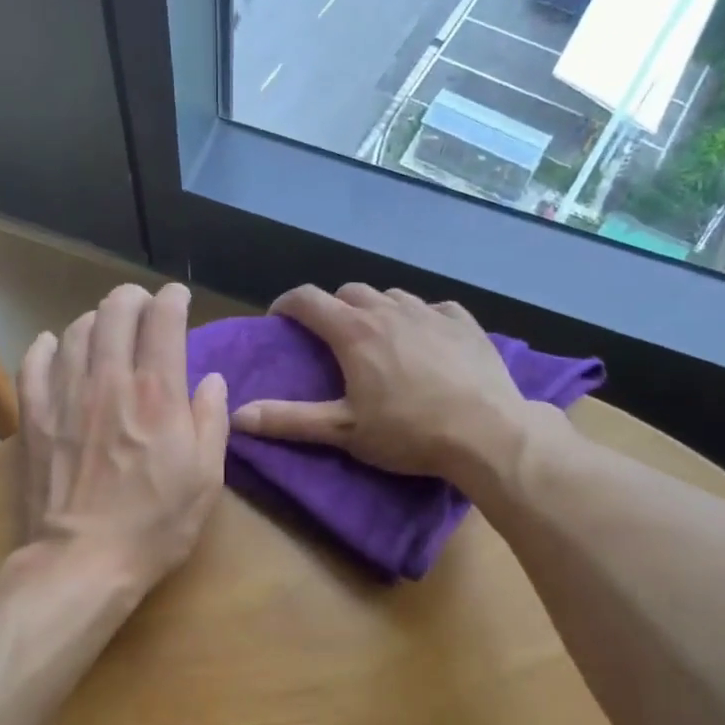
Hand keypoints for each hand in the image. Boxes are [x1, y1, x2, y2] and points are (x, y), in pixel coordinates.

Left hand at [17, 282, 228, 595]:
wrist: (83, 560)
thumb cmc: (155, 525)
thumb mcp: (206, 479)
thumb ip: (211, 421)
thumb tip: (211, 380)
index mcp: (157, 392)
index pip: (163, 319)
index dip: (173, 299)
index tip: (178, 299)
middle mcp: (109, 380)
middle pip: (115, 311)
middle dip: (133, 298)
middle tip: (142, 305)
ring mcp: (65, 395)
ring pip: (76, 330)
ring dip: (95, 320)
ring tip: (105, 329)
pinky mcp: (33, 415)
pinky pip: (33, 361)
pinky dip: (46, 346)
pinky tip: (54, 347)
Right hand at [230, 284, 541, 481]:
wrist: (487, 432)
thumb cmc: (409, 432)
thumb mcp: (343, 430)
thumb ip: (289, 420)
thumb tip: (237, 415)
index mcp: (354, 332)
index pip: (308, 299)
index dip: (287, 303)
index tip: (279, 319)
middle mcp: (389, 309)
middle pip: (349, 291)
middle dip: (332, 307)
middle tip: (329, 336)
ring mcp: (430, 312)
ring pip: (391, 295)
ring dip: (374, 309)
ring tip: (375, 337)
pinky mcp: (464, 322)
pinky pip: (432, 307)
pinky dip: (417, 317)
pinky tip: (423, 338)